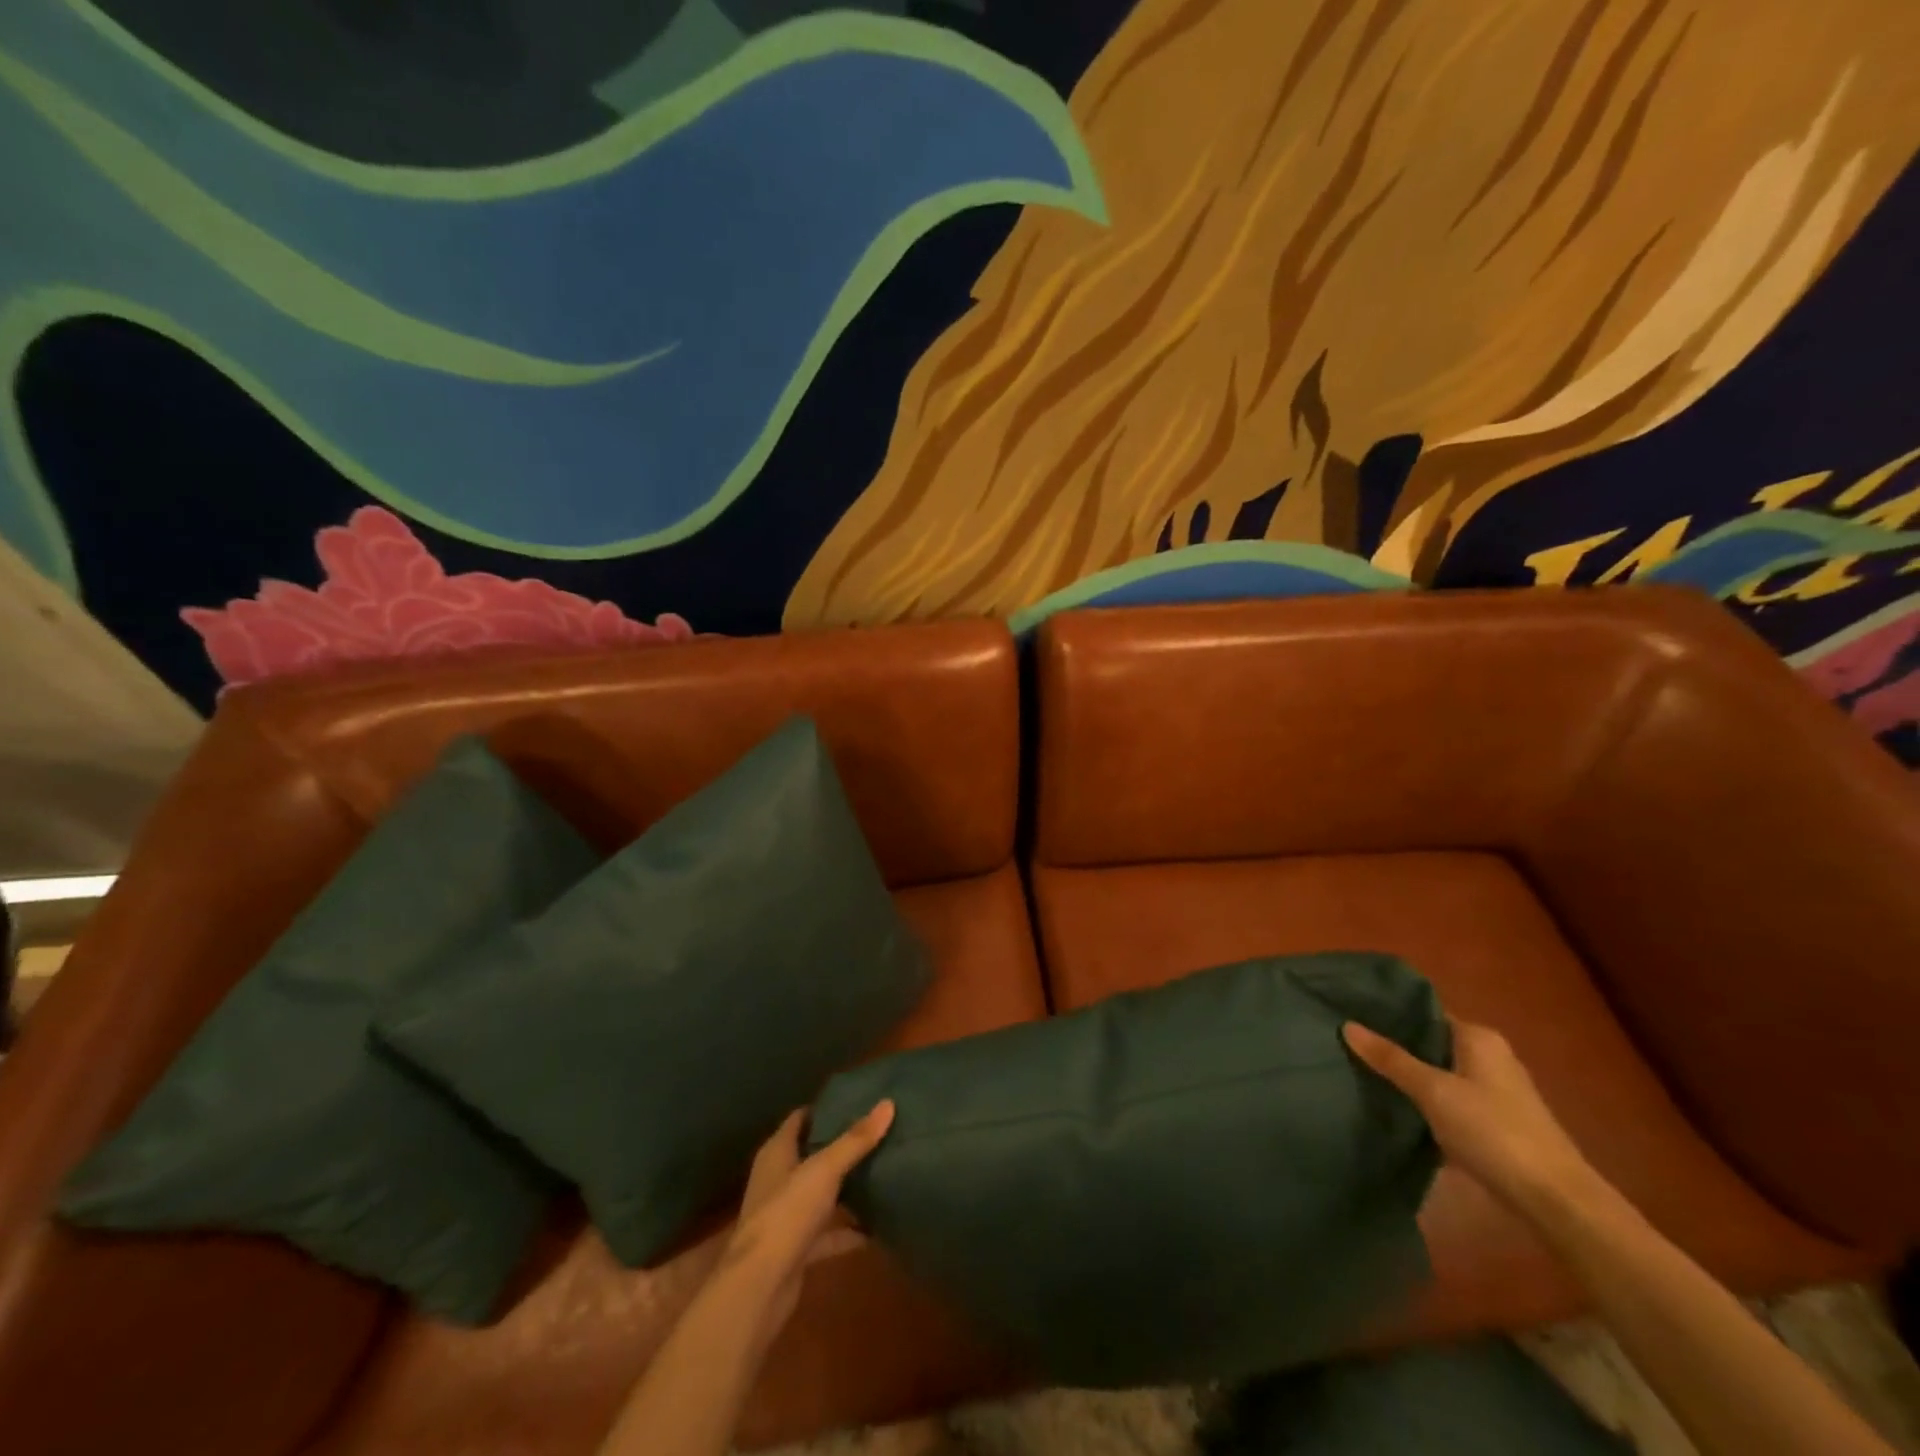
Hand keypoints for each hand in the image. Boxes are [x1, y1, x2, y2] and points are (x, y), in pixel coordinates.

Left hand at [717, 1101, 894, 1347]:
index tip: (858, 1100)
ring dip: (846, 1188)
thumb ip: (856, 1140)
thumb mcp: (825, 1170)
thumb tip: (888, 1104)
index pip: (800, 1119)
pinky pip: (828, 1232)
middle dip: (842, 1146)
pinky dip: (849, 1230)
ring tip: (883, 1171)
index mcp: (777, 1152)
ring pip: (821, 1194)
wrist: (759, 1288)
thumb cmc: (786, 1213)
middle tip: (878, 1133)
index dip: (826, 1109)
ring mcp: (787, 1216)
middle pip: (813, 1154)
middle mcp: (779, 1179)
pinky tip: (878, 1226)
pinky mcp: (797, 1249)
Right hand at [1343, 1017, 1595, 1217]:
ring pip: (1437, 1072)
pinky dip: (1423, 1100)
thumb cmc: (1493, 1131)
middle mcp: (1488, 1056)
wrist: (1554, 1201)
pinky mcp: (1493, 1121)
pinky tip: (1393, 1106)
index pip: (1424, 1012)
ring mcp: (1493, 1091)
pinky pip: (1447, 1098)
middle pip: (1429, 1043)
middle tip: (1347, 1044)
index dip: (1388, 1014)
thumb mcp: (1434, 1091)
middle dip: (1393, 1046)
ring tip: (1360, 1072)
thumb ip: (1391, 1059)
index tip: (1349, 1014)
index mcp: (1478, 1037)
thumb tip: (1347, 1025)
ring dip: (1407, 1076)